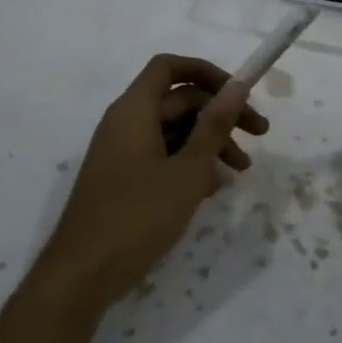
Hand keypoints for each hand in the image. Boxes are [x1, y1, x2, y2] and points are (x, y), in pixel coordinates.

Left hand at [38, 55, 267, 308]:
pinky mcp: (123, 178)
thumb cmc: (138, 216)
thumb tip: (237, 86)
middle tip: (259, 136)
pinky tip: (212, 188)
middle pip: (178, 100)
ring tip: (240, 171)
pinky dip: (189, 163)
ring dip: (209, 142)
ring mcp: (122, 152)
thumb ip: (214, 125)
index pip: (170, 67)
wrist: (82, 275)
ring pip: (173, 130)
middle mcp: (125, 123)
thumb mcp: (188, 170)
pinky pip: (161, 155)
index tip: (240, 93)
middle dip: (220, 114)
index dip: (207, 72)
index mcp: (134, 110)